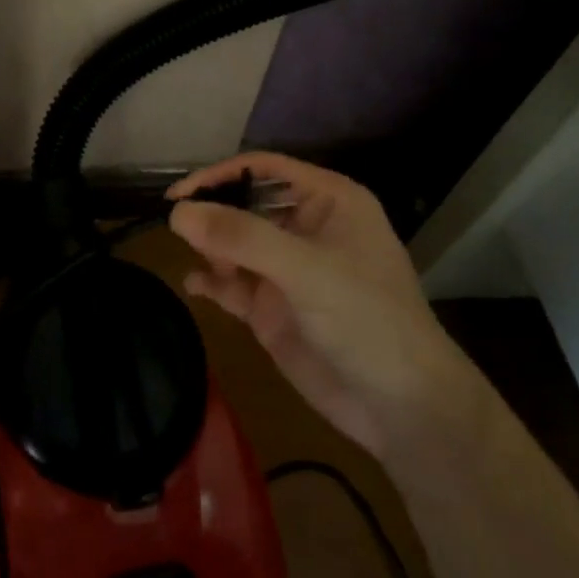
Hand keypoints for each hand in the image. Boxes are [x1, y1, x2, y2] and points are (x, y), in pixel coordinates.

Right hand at [168, 153, 474, 455]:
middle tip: (181, 233)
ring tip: (208, 268)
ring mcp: (286, 270)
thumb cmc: (367, 321)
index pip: (264, 169)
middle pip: (243, 205)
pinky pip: (231, 284)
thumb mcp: (306, 270)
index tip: (178, 195)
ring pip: (233, 244)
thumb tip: (177, 212)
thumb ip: (241, 237)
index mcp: (328, 202)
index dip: (220, 176)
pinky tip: (195, 286)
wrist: (400, 408)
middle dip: (212, 216)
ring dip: (210, 249)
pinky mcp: (271, 307)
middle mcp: (304, 229)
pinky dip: (211, 281)